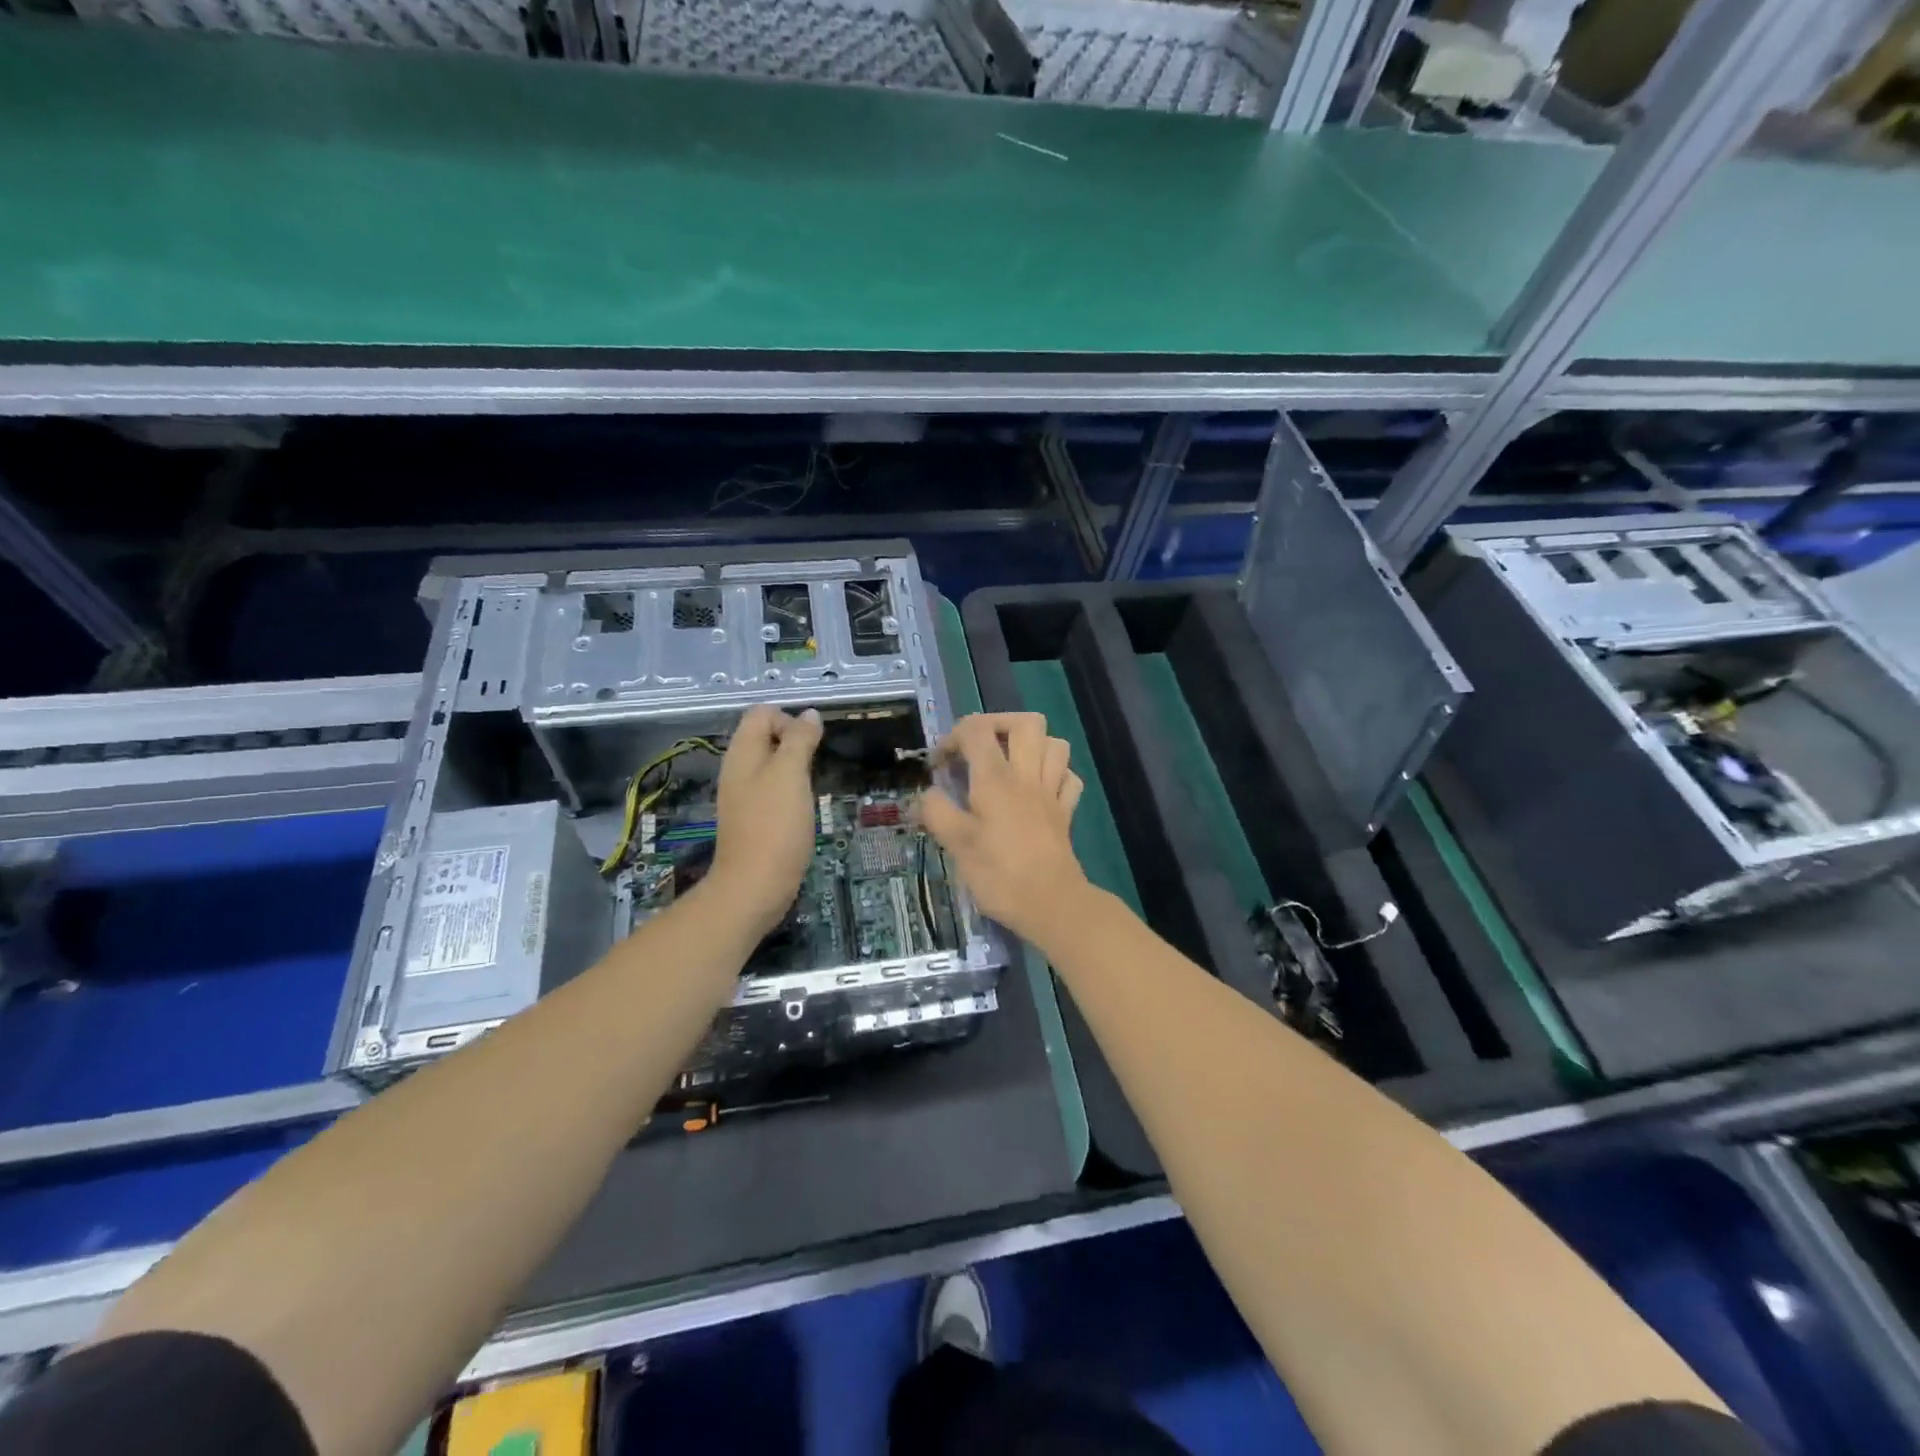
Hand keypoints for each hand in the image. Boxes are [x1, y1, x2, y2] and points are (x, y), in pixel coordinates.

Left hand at [710, 704, 823, 935]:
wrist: (755, 886)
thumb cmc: (775, 825)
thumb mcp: (791, 774)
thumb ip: (799, 740)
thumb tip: (809, 714)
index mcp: (742, 753)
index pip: (761, 713)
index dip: (789, 719)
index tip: (810, 744)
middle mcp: (738, 770)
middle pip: (765, 737)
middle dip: (795, 742)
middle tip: (815, 765)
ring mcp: (743, 796)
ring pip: (771, 765)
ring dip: (795, 768)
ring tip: (811, 786)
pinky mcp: (753, 819)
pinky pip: (772, 790)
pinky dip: (790, 791)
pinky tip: (802, 808)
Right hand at [918, 712, 1088, 946]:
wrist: (1052, 904)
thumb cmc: (1000, 874)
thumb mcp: (957, 845)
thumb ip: (937, 813)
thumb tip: (925, 795)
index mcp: (996, 779)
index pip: (976, 731)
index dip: (952, 738)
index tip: (939, 766)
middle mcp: (1027, 776)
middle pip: (1025, 722)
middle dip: (998, 724)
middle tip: (979, 748)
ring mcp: (1051, 792)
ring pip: (1055, 743)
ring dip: (1032, 744)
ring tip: (1010, 763)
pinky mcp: (1066, 812)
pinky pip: (1068, 777)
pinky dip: (1055, 774)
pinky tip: (1038, 788)